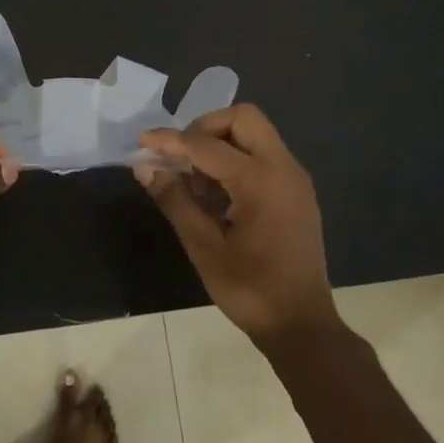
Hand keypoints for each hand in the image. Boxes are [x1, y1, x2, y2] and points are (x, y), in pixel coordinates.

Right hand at [137, 105, 335, 342]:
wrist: (301, 324)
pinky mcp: (296, 191)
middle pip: (242, 118)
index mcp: (261, 181)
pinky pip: (263, 155)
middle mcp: (284, 168)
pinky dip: (236, 159)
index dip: (170, 140)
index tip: (142, 142)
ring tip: (194, 181)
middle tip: (179, 156)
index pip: (206, 145)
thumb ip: (174, 200)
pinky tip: (215, 194)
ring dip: (219, 143)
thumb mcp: (204, 247)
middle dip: (204, 128)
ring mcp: (294, 178)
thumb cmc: (250, 289)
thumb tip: (144, 168)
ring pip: (254, 134)